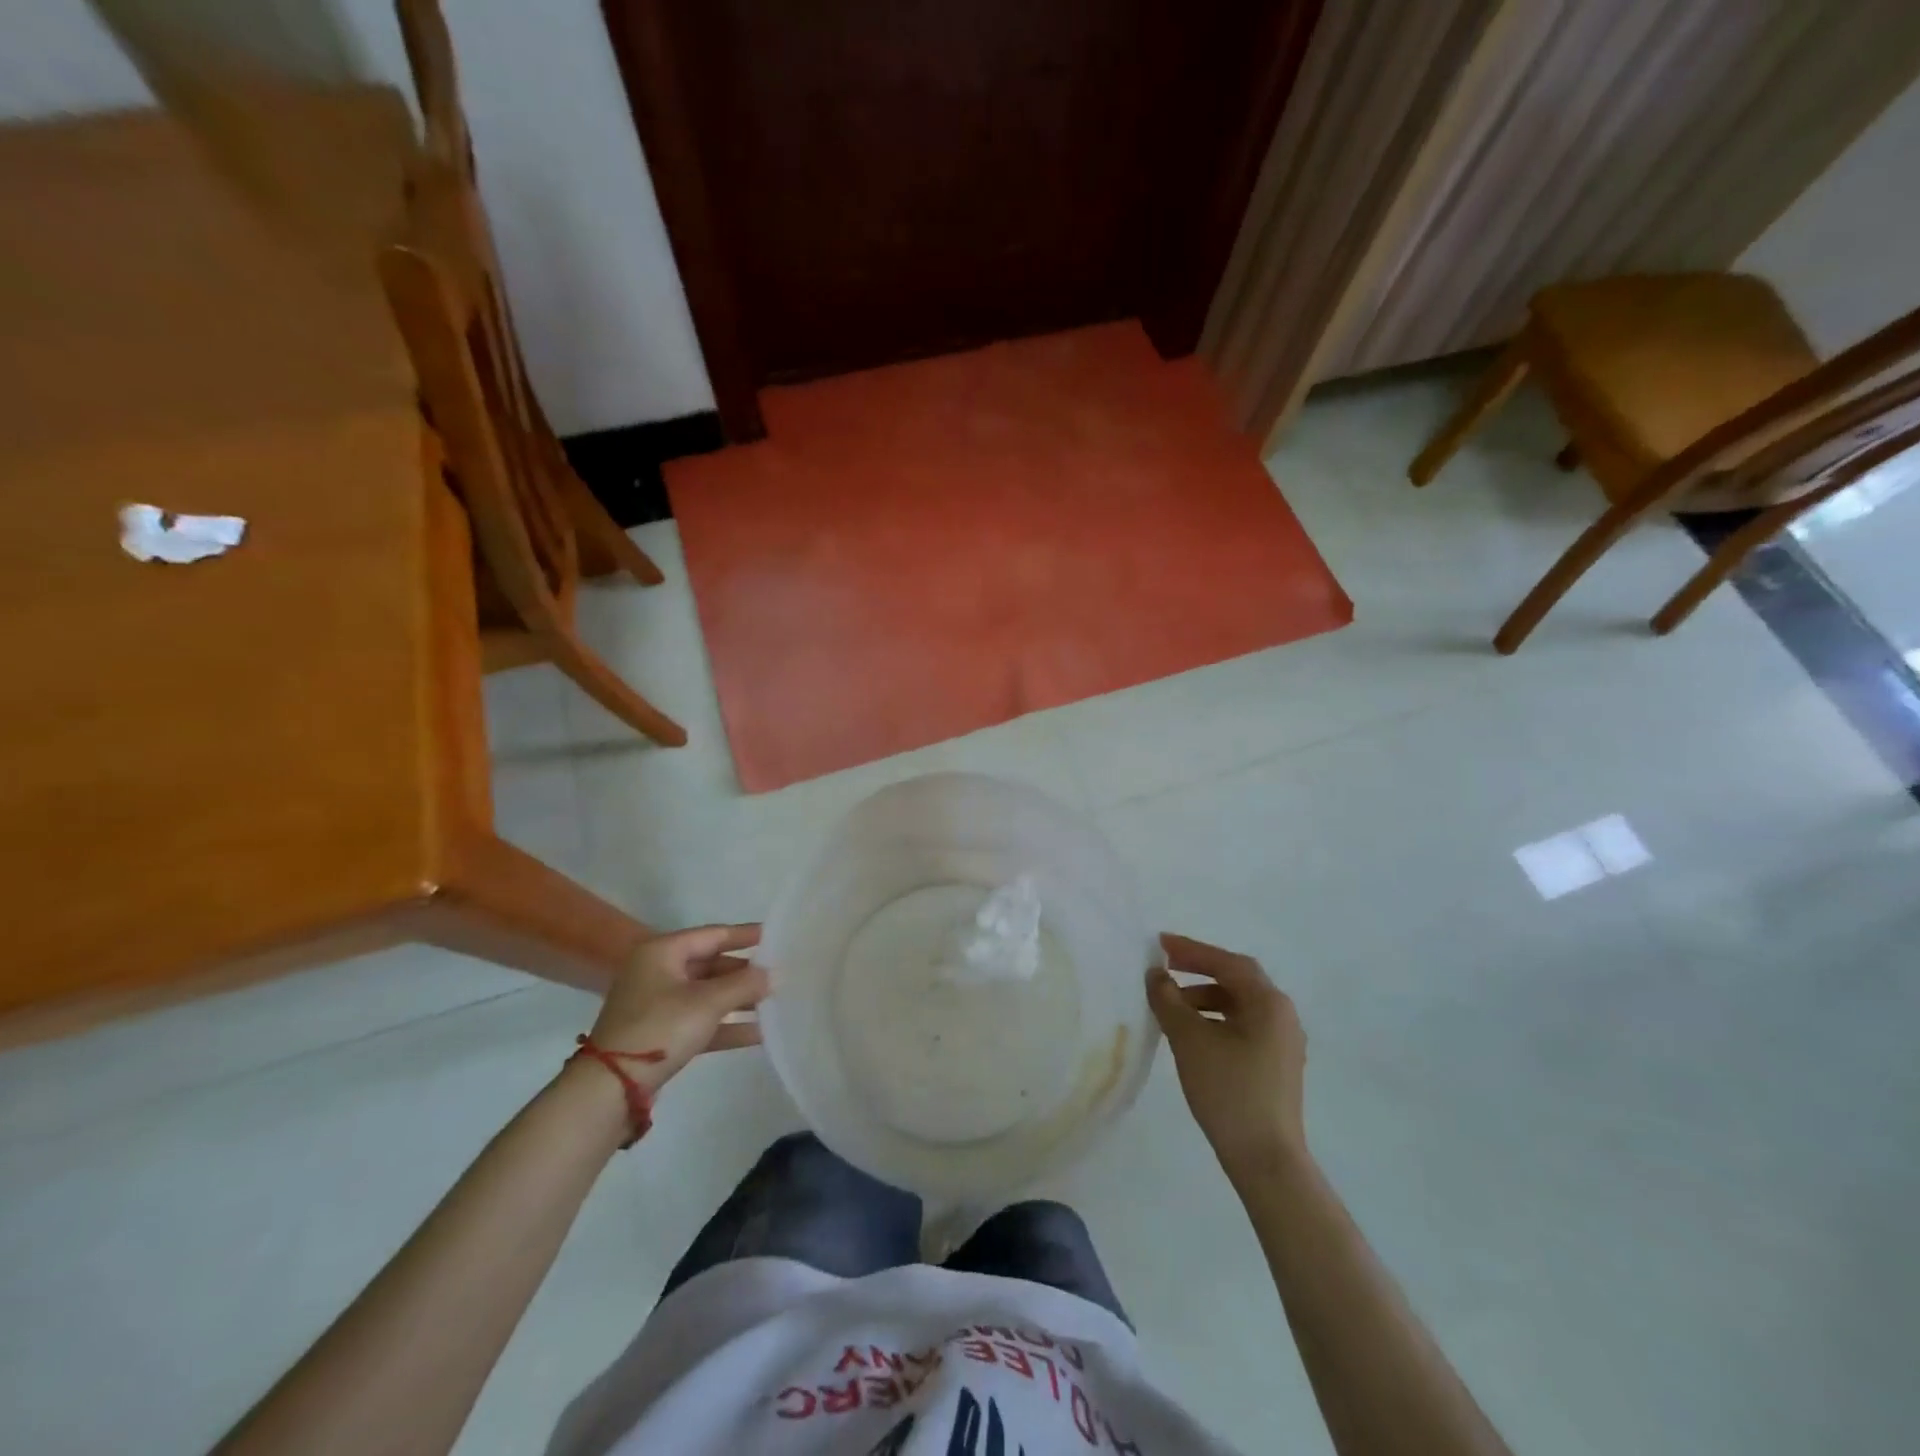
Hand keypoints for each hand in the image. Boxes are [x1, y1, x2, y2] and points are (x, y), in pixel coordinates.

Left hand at [584, 924, 769, 1092]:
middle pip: (711, 964)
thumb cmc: (660, 1028)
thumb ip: (744, 984)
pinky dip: (725, 1025)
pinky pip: (700, 1020)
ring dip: (739, 999)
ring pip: (707, 994)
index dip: (745, 935)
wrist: (610, 1088)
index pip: (713, 934)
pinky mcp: (660, 1033)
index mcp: (662, 952)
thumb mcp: (707, 1003)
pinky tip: (757, 1033)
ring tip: (774, 1002)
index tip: (774, 935)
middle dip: (745, 972)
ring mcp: (657, 1004)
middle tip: (779, 973)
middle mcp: (658, 971)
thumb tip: (772, 974)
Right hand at [1147, 932, 1307, 1181]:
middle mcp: (1282, 1016)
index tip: (1160, 944)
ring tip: (1171, 1007)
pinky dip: (1215, 1020)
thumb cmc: (1229, 1091)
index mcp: (1269, 1003)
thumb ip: (1168, 1000)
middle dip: (1198, 971)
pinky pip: (1242, 1027)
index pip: (1227, 962)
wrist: (1265, 1160)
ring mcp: (1282, 1043)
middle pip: (1236, 980)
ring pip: (1238, 1005)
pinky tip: (1191, 1034)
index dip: (1192, 950)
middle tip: (1164, 968)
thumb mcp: (1190, 1040)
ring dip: (1204, 998)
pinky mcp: (1275, 1066)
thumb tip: (1156, 975)